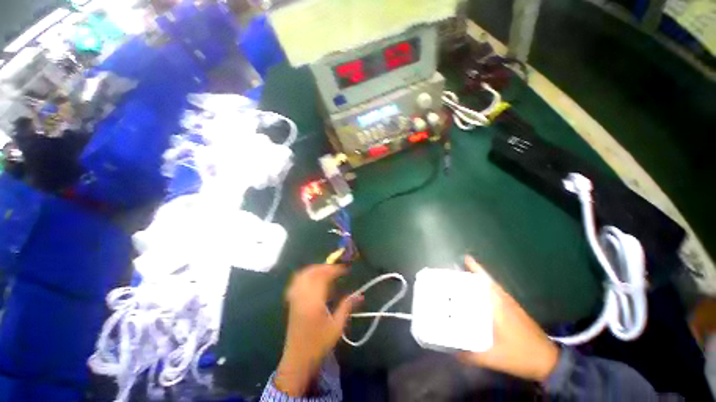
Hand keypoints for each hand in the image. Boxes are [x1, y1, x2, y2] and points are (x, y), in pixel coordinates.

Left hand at [275, 264, 361, 395]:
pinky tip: (313, 278)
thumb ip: (346, 307)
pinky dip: (306, 275)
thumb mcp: (337, 327)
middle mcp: (303, 296)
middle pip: (312, 273)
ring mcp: (295, 298)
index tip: (346, 268)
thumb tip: (360, 295)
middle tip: (337, 268)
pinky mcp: (292, 301)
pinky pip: (297, 281)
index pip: (324, 277)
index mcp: (314, 302)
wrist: (297, 359)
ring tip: (327, 270)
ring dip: (315, 269)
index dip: (335, 270)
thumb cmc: (319, 344)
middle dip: (325, 266)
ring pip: (303, 275)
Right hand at [458, 256, 559, 382]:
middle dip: (471, 272)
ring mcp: (509, 304)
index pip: (485, 280)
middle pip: (486, 279)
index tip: (462, 258)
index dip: (474, 268)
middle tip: (453, 271)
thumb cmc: (521, 354)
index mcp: (499, 305)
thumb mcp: (494, 357)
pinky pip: (494, 294)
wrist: (548, 361)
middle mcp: (504, 299)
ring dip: (477, 280)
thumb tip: (451, 350)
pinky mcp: (512, 310)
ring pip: (490, 286)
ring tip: (460, 281)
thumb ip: (471, 355)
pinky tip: (475, 298)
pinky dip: (484, 291)